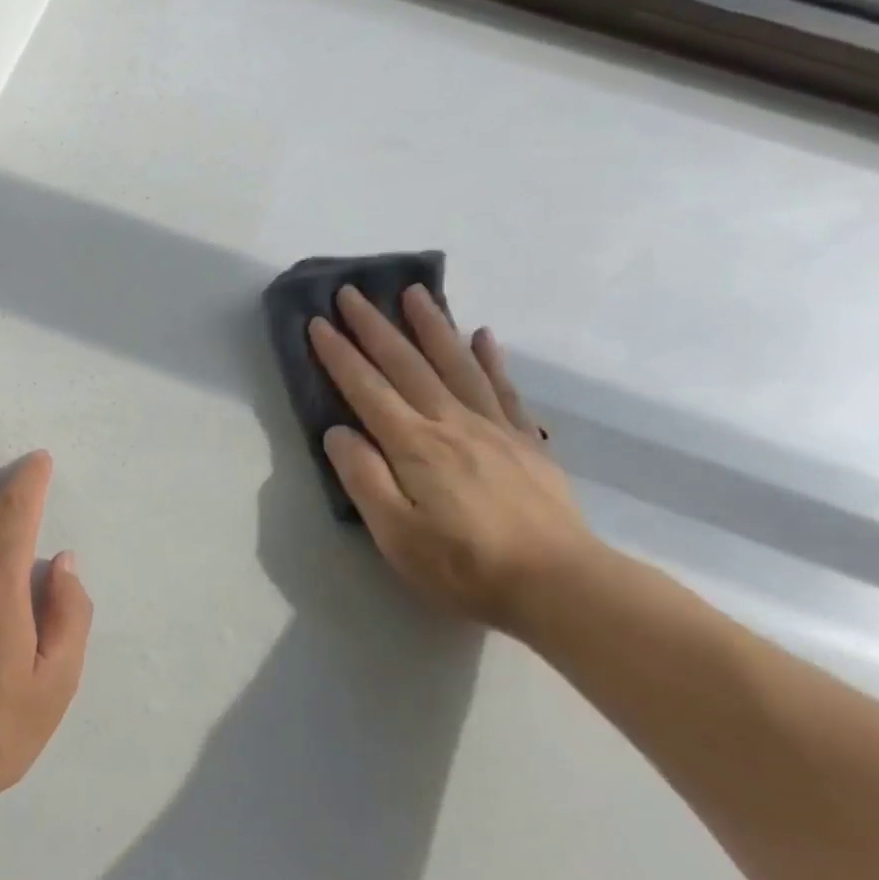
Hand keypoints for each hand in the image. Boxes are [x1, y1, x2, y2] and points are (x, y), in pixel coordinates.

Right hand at [308, 285, 603, 635]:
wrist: (560, 586)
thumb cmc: (465, 567)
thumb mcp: (396, 535)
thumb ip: (364, 479)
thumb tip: (338, 431)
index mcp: (414, 446)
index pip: (367, 390)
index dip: (339, 355)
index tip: (318, 322)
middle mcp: (451, 423)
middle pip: (406, 364)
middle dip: (374, 327)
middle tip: (351, 292)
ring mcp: (493, 428)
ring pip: (455, 363)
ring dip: (431, 325)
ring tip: (414, 293)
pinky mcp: (525, 442)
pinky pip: (503, 388)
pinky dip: (489, 358)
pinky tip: (482, 335)